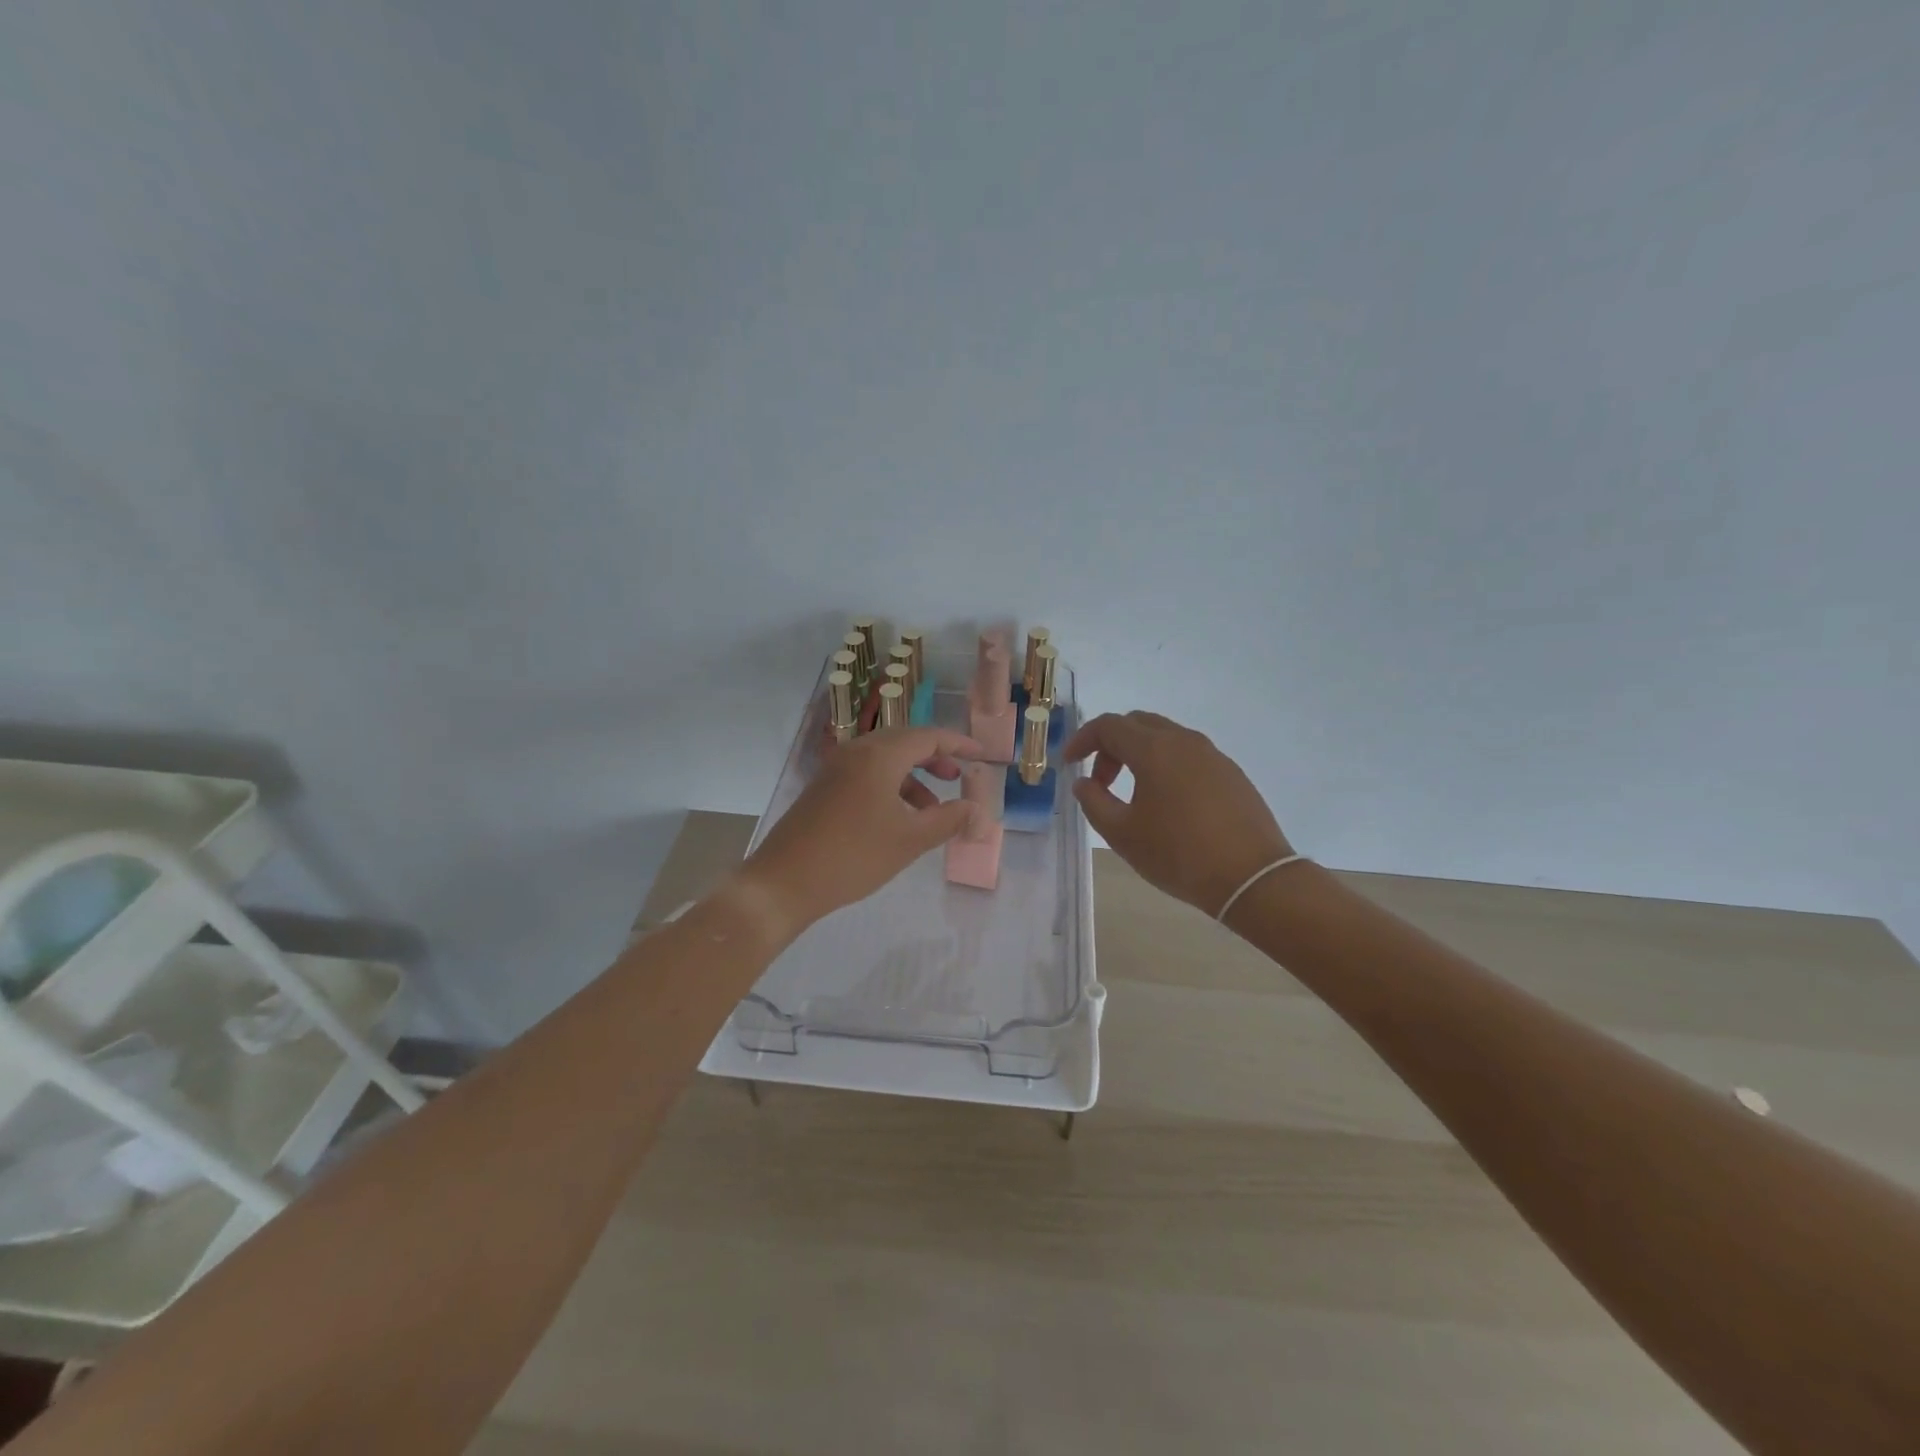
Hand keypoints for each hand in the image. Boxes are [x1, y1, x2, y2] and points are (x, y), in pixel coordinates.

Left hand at [730, 726, 982, 939]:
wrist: (783, 881)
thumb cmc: (853, 855)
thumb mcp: (910, 839)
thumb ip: (949, 820)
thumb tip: (979, 811)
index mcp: (879, 755)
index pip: (928, 736)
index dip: (958, 744)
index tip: (982, 754)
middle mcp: (856, 752)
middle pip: (905, 743)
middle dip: (935, 758)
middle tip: (959, 777)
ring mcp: (835, 769)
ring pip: (885, 761)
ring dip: (913, 777)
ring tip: (934, 808)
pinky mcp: (823, 789)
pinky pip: (866, 775)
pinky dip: (891, 788)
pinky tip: (899, 819)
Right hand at [1063, 711, 1293, 916]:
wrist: (1252, 877)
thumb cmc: (1179, 854)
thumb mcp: (1122, 834)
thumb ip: (1094, 802)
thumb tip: (1084, 783)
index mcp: (1154, 749)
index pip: (1108, 726)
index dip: (1082, 740)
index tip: (1069, 764)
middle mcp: (1184, 741)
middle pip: (1137, 724)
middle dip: (1111, 746)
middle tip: (1101, 781)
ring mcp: (1213, 755)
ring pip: (1166, 738)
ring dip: (1139, 755)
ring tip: (1132, 794)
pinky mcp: (1232, 773)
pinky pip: (1189, 755)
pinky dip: (1166, 765)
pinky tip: (1168, 803)